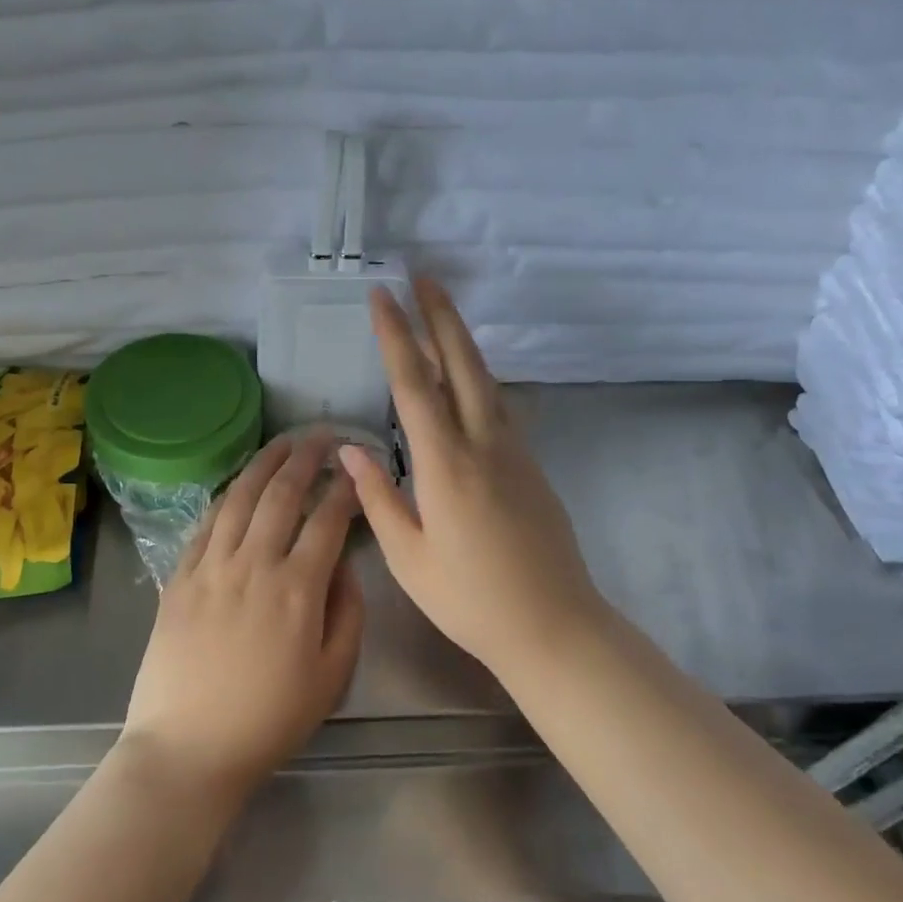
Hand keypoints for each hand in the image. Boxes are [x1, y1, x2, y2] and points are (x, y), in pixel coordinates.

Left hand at [119, 432, 362, 807]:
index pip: (327, 520)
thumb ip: (348, 613)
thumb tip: (344, 565)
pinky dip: (226, 496)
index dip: (345, 488)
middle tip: (322, 435)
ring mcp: (210, 567)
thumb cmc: (268, 720)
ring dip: (265, 463)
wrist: (187, 749)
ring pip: (240, 498)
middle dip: (306, 458)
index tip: (355, 467)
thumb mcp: (332, 677)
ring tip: (282, 442)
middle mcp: (254, 564)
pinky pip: (205, 524)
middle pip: (282, 494)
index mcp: (298, 589)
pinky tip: (238, 485)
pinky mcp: (179, 577)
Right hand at [341, 278, 608, 675]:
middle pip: (463, 364)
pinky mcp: (532, 466)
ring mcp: (515, 452)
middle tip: (424, 277)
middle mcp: (484, 444)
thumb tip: (349, 450)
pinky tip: (466, 381)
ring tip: (442, 314)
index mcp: (447, 464)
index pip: (415, 385)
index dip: (396, 336)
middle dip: (441, 316)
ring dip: (463, 341)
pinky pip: (499, 407)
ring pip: (487, 381)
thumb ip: (378, 497)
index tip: (382, 297)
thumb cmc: (470, 599)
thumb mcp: (408, 556)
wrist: (553, 625)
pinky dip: (478, 379)